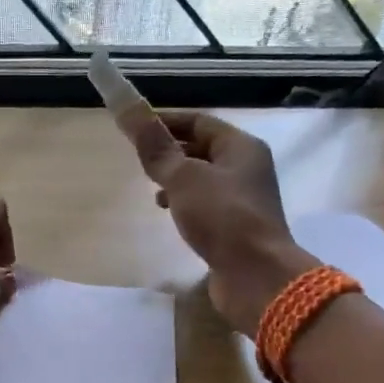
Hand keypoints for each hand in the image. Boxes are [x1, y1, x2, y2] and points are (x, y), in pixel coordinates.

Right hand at [118, 108, 316, 336]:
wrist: (257, 276)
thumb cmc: (222, 217)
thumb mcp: (182, 176)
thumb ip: (154, 145)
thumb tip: (126, 106)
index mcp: (241, 147)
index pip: (198, 121)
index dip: (165, 121)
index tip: (134, 130)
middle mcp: (247, 167)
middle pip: (202, 148)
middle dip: (170, 151)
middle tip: (139, 161)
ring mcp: (243, 199)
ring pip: (203, 178)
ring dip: (176, 179)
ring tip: (152, 189)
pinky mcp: (237, 226)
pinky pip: (207, 204)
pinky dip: (186, 203)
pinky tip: (170, 214)